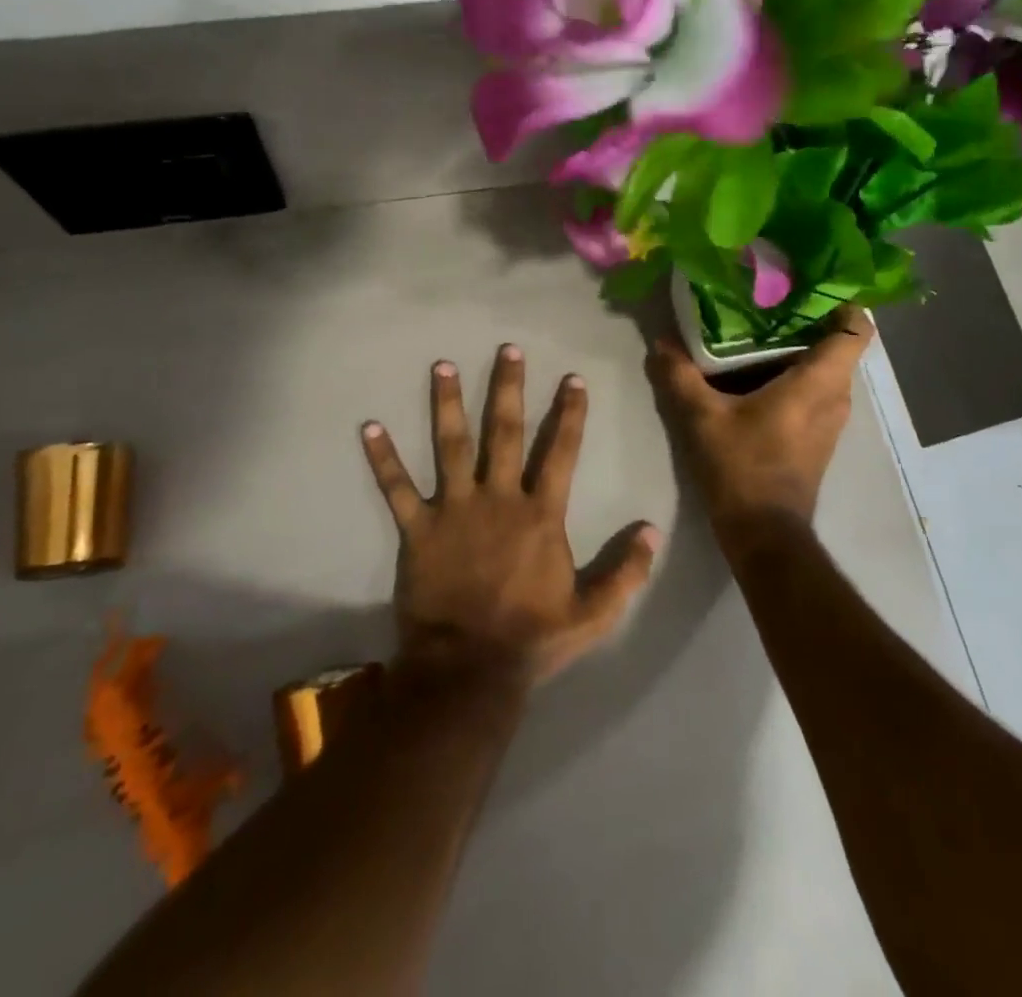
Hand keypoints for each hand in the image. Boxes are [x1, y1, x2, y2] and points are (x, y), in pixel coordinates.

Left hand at [360, 345, 661, 687]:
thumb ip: (626, 571)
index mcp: (540, 514)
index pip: (561, 452)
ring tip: (441, 365)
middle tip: (506, 349)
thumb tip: (653, 530)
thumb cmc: (531, 639)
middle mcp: (498, 498)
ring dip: (445, 403)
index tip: (572, 379)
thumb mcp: (593, 613)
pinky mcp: (418, 528)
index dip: (569, 414)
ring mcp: (454, 509)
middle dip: (507, 388)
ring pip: (450, 445)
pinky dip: (383, 458)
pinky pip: (397, 488)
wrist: (468, 671)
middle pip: (504, 432)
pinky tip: (369, 427)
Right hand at [646, 306, 874, 552]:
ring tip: (757, 328)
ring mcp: (832, 419)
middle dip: (808, 318)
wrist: (764, 535)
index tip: (809, 282)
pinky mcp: (819, 436)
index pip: (856, 328)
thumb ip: (680, 375)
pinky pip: (816, 390)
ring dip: (799, 348)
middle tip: (767, 298)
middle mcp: (836, 396)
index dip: (841, 299)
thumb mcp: (701, 418)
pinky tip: (756, 371)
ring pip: (826, 368)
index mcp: (818, 382)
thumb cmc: (741, 469)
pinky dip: (794, 374)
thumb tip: (661, 342)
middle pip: (837, 343)